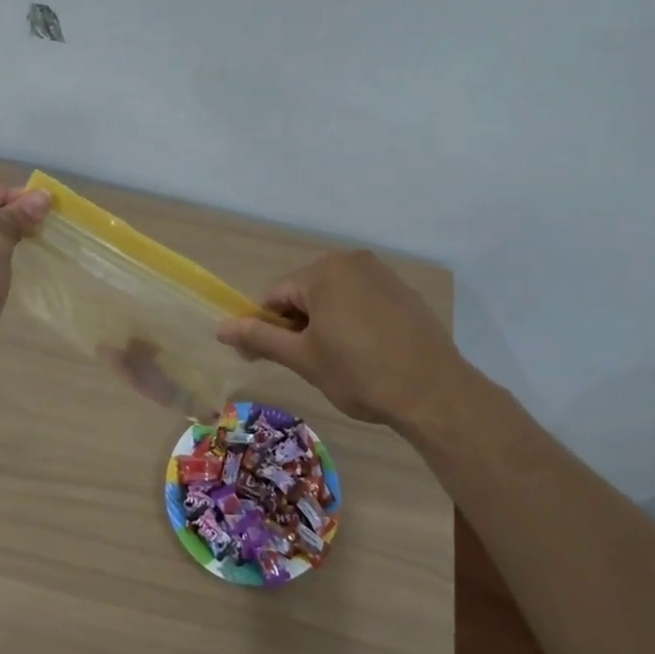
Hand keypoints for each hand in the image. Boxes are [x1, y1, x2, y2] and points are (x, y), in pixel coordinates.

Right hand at [216, 250, 465, 428]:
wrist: (433, 391)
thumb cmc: (360, 373)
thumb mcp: (304, 358)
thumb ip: (261, 337)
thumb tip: (221, 328)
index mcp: (323, 272)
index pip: (275, 296)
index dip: (266, 327)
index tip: (266, 358)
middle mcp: (352, 261)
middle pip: (306, 293)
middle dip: (299, 325)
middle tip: (308, 364)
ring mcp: (382, 274)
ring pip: (335, 297)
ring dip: (326, 323)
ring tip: (338, 361)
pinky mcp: (403, 292)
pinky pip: (363, 301)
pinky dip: (354, 321)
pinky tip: (366, 352)